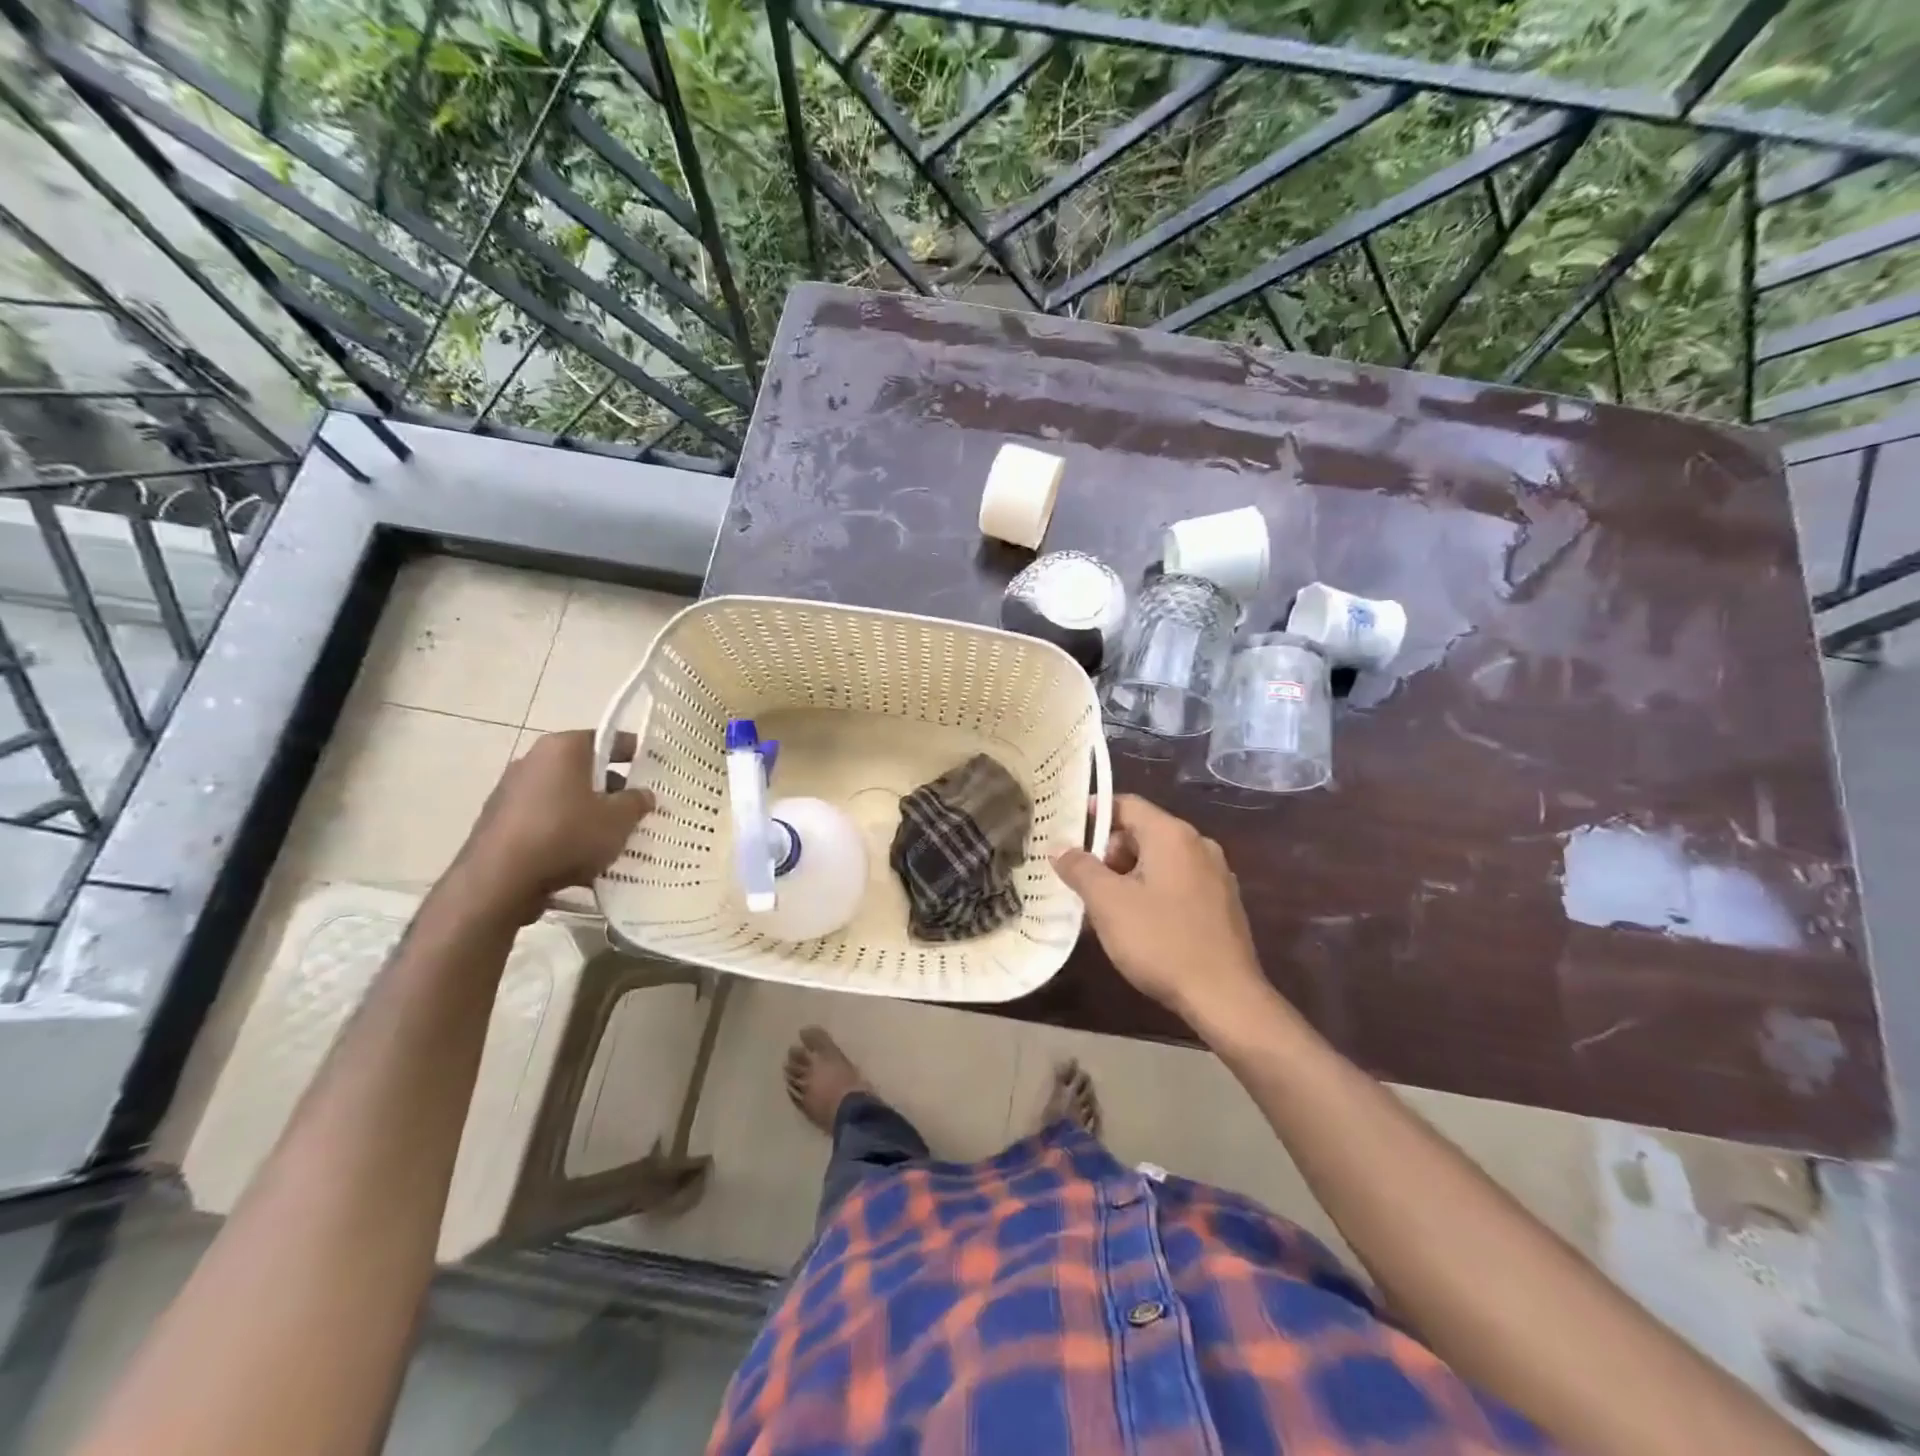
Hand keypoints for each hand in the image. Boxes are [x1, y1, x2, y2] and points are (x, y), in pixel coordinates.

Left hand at [451, 730, 653, 922]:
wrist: (499, 881)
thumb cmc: (567, 835)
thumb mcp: (619, 819)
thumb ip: (636, 802)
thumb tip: (642, 794)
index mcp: (563, 747)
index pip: (608, 739)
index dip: (634, 753)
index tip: (653, 769)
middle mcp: (533, 760)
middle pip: (583, 768)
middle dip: (610, 787)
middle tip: (634, 808)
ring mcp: (510, 790)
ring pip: (563, 795)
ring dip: (586, 811)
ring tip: (609, 838)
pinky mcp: (498, 821)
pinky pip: (543, 818)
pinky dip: (562, 830)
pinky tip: (578, 856)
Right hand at [1053, 795, 1269, 1027]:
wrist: (1225, 997)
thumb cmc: (1161, 941)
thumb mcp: (1108, 903)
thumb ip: (1080, 869)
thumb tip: (1059, 847)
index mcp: (1172, 835)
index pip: (1126, 804)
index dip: (1093, 812)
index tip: (1066, 831)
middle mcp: (1198, 845)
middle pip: (1142, 833)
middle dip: (1107, 853)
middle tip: (1082, 883)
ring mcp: (1215, 875)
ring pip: (1158, 861)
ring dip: (1126, 877)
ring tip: (1102, 910)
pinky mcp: (1221, 904)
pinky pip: (1176, 884)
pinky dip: (1150, 893)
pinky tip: (1135, 926)